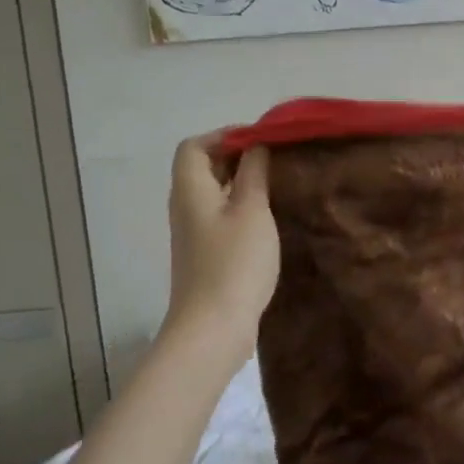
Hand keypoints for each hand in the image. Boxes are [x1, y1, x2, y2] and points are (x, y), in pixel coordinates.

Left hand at [160, 136, 279, 346]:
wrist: (213, 326)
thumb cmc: (234, 262)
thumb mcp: (252, 210)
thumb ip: (253, 174)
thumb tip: (255, 146)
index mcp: (190, 190)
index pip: (194, 146)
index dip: (224, 136)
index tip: (261, 140)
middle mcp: (185, 207)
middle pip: (202, 168)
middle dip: (236, 157)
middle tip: (275, 159)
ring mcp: (194, 234)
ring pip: (213, 193)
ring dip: (241, 183)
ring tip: (277, 184)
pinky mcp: (206, 254)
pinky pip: (221, 216)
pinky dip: (241, 207)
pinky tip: (268, 218)